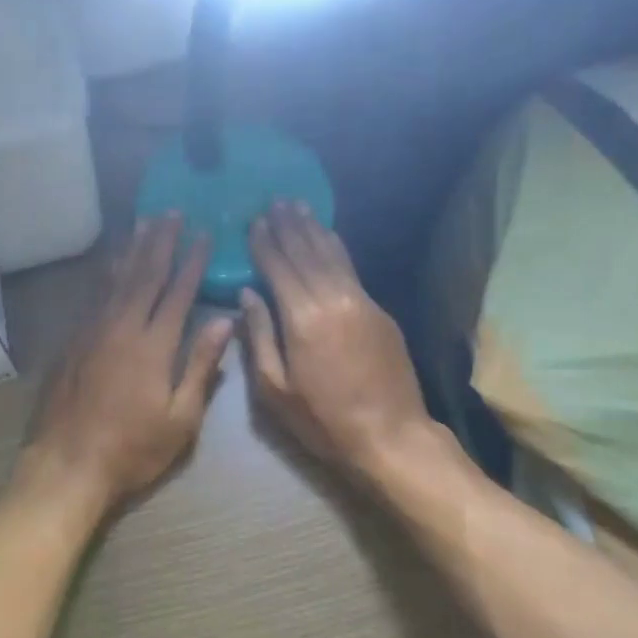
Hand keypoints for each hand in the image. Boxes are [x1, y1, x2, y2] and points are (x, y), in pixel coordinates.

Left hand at [22, 215, 234, 514]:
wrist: (67, 464)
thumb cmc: (132, 449)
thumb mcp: (181, 418)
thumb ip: (201, 366)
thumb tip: (224, 320)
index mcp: (153, 344)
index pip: (178, 291)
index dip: (192, 261)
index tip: (203, 233)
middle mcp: (122, 326)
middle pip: (144, 274)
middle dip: (160, 241)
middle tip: (171, 212)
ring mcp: (93, 330)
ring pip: (116, 278)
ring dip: (133, 249)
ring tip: (144, 222)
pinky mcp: (73, 340)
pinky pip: (94, 294)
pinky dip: (107, 272)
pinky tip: (112, 262)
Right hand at [242, 201, 434, 478]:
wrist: (391, 436)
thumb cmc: (323, 420)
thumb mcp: (275, 389)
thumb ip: (259, 336)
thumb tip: (247, 294)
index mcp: (302, 319)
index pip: (278, 268)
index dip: (265, 243)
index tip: (254, 221)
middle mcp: (333, 299)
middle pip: (306, 252)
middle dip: (288, 226)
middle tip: (275, 201)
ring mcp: (361, 302)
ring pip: (332, 254)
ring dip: (313, 228)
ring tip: (299, 206)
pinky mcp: (380, 311)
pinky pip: (351, 269)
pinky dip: (335, 248)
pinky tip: (327, 238)